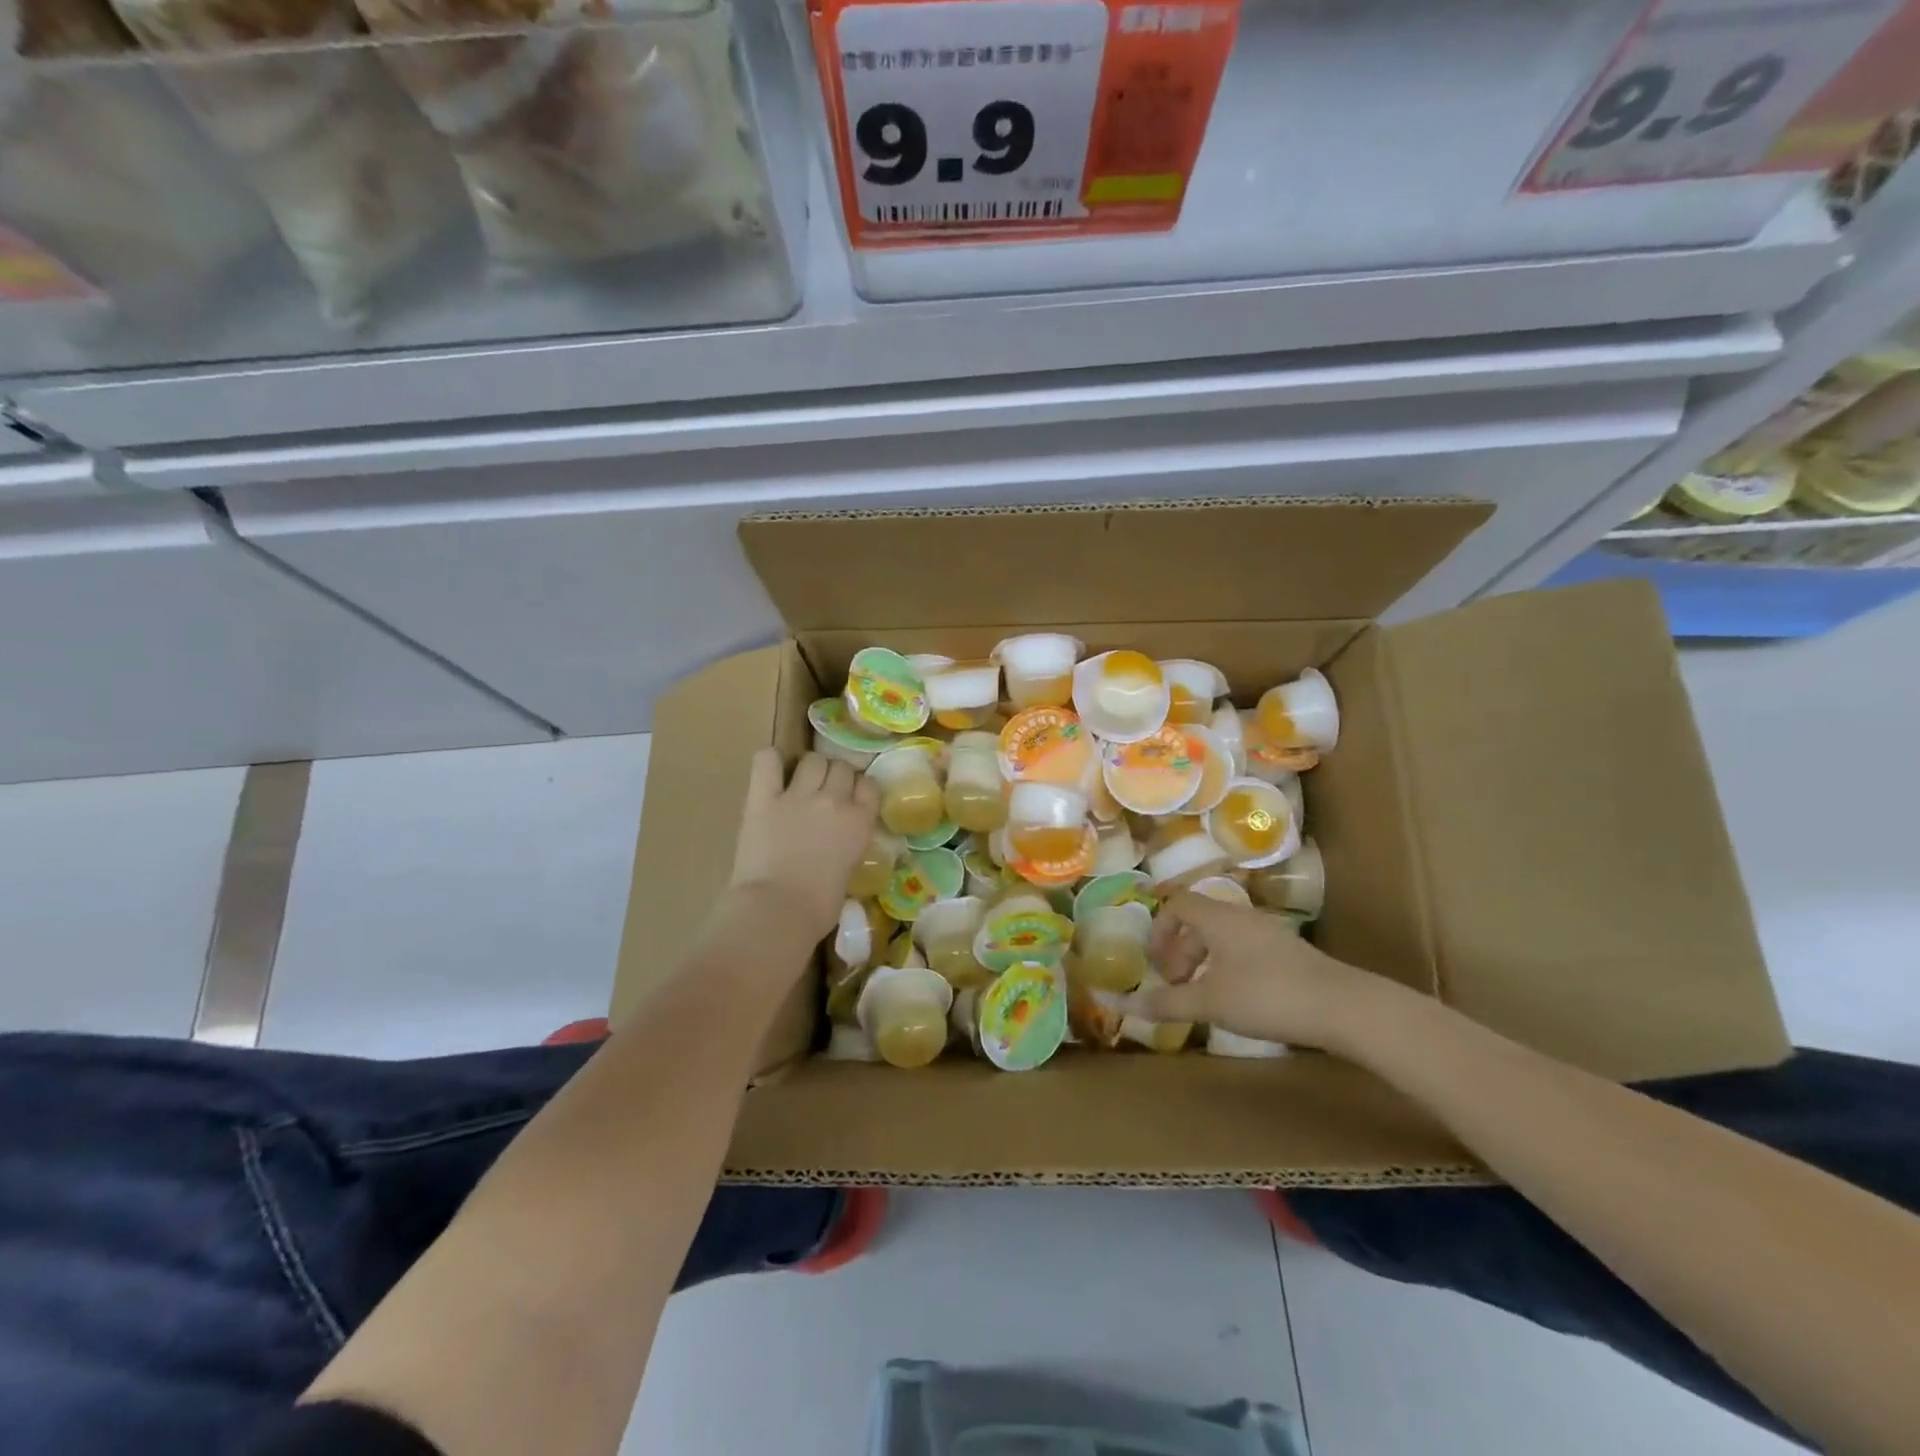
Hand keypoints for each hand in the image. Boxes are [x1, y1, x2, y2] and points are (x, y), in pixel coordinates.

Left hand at [728, 749, 878, 942]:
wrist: (777, 911)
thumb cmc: (818, 908)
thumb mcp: (848, 872)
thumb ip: (847, 847)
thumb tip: (836, 847)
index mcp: (860, 822)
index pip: (869, 785)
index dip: (859, 790)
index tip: (851, 799)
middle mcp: (834, 801)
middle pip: (841, 768)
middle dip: (834, 778)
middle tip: (823, 795)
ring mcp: (798, 796)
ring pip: (813, 760)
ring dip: (809, 769)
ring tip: (800, 783)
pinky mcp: (763, 799)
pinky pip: (766, 760)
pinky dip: (770, 761)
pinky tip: (770, 772)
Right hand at [1127, 891, 1389, 1052]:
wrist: (1342, 1007)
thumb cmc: (1266, 995)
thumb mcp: (1210, 1002)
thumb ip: (1166, 1002)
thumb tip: (1121, 1003)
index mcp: (1217, 917)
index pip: (1177, 903)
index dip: (1159, 928)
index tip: (1155, 962)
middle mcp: (1241, 916)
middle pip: (1199, 921)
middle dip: (1180, 951)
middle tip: (1176, 986)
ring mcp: (1268, 933)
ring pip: (1223, 936)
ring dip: (1204, 961)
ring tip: (1203, 996)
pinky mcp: (1289, 953)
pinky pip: (1244, 949)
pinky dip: (1228, 967)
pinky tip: (1237, 1000)